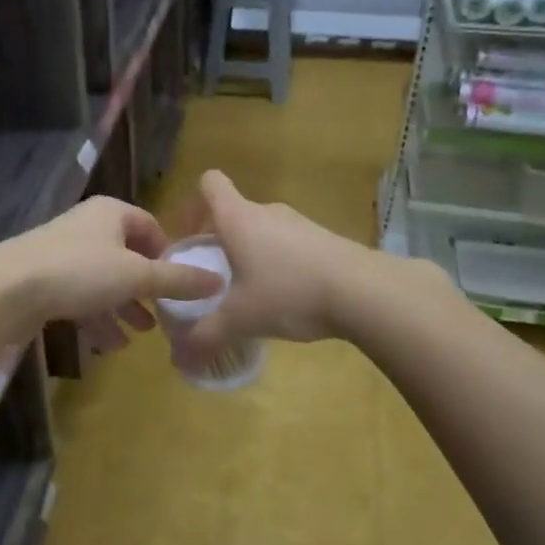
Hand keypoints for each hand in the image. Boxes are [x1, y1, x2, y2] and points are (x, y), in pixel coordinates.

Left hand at [0, 196, 222, 350]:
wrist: (6, 288)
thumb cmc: (79, 271)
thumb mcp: (136, 275)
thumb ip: (177, 280)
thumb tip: (219, 281)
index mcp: (110, 213)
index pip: (149, 226)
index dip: (167, 254)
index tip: (179, 283)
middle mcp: (87, 228)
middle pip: (126, 258)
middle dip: (145, 290)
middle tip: (162, 317)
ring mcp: (62, 254)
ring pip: (103, 282)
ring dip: (122, 309)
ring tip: (138, 335)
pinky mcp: (44, 281)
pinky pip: (80, 298)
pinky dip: (96, 318)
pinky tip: (107, 345)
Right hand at [176, 170, 377, 361]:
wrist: (365, 292)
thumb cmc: (289, 293)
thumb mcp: (239, 320)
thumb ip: (205, 337)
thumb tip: (180, 360)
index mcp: (239, 219)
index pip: (211, 184)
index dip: (194, 204)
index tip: (190, 237)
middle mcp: (268, 212)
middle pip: (235, 213)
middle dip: (221, 242)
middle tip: (214, 278)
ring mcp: (301, 224)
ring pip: (264, 231)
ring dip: (252, 255)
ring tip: (251, 293)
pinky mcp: (326, 240)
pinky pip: (290, 246)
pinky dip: (281, 265)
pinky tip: (287, 298)